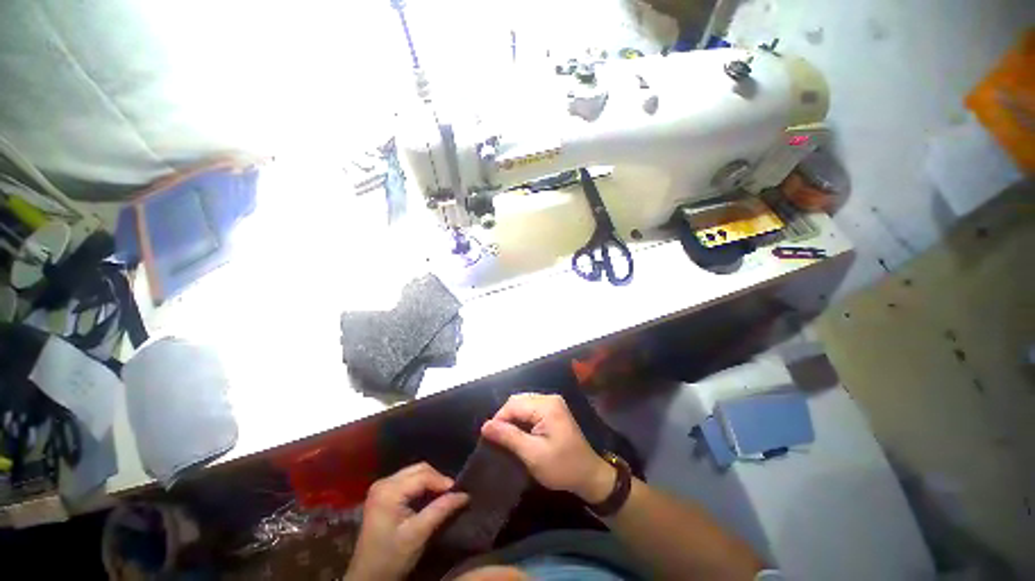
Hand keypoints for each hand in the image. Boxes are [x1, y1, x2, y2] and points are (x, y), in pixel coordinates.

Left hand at [345, 463, 468, 580]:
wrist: (367, 578)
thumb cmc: (391, 558)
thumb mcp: (418, 535)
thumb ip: (440, 511)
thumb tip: (464, 494)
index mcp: (388, 491)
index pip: (423, 475)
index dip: (443, 481)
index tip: (459, 493)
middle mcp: (384, 482)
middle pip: (419, 469)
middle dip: (438, 479)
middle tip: (452, 494)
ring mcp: (381, 486)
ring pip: (415, 472)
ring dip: (431, 482)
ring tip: (443, 496)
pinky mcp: (383, 493)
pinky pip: (408, 480)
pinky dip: (422, 486)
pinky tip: (429, 498)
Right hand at [481, 393, 613, 503]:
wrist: (589, 475)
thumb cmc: (562, 467)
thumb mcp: (532, 455)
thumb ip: (509, 437)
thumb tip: (485, 426)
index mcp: (546, 405)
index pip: (513, 404)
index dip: (499, 419)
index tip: (490, 439)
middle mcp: (549, 398)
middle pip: (518, 401)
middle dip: (505, 418)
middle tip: (498, 439)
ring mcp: (552, 403)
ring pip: (523, 404)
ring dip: (513, 419)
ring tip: (506, 438)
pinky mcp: (553, 410)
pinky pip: (530, 409)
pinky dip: (522, 420)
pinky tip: (519, 434)